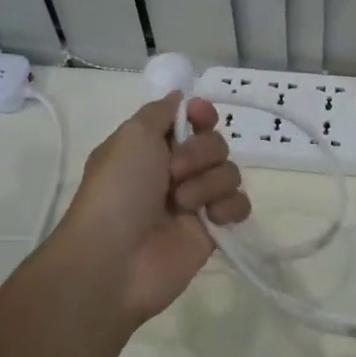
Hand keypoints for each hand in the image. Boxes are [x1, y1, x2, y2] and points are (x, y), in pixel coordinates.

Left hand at [50, 93, 250, 322]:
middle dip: (199, 154)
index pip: (190, 119)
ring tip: (183, 205)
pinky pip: (240, 204)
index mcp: (150, 147)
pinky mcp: (212, 230)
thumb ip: (160, 111)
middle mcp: (172, 171)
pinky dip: (230, 207)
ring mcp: (194, 201)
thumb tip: (181, 97)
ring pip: (229, 172)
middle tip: (174, 173)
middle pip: (214, 144)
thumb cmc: (118, 191)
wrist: (115, 259)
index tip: (201, 117)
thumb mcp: (132, 135)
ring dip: (208, 184)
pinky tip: (211, 219)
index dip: (200, 114)